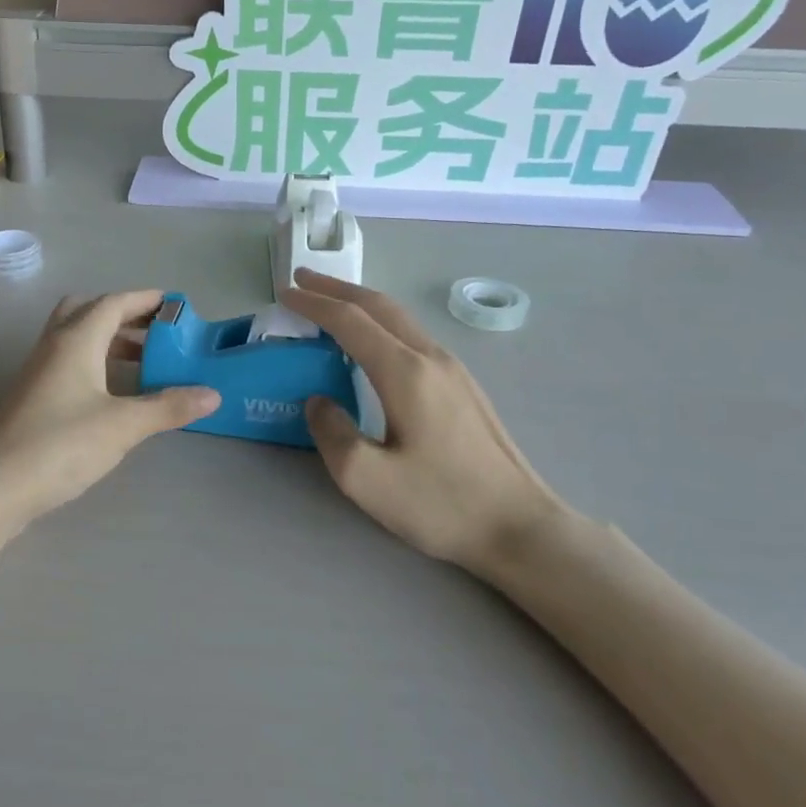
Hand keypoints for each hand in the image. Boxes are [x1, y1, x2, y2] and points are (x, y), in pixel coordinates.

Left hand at [0, 291, 219, 522]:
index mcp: (76, 339)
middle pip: (88, 312)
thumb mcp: (123, 426)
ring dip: (109, 343)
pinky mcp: (31, 399)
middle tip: (156, 334)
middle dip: (123, 316)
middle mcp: (53, 347)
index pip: (114, 303)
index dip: (146, 300)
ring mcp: (37, 373)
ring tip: (144, 365)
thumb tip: (212, 394)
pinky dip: (95, 366)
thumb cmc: (59, 445)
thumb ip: (168, 407)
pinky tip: (112, 396)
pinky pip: (68, 365)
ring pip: (76, 339)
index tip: (175, 306)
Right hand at [285, 270, 588, 576]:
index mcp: (405, 373)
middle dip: (337, 288)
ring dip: (361, 304)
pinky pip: (413, 337)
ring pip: (400, 319)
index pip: (350, 321)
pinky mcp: (464, 387)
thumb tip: (319, 401)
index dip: (314, 303)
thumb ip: (332, 433)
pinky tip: (372, 343)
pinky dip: (381, 323)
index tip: (284, 292)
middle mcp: (431, 358)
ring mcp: (453, 370)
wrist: (520, 527)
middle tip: (303, 279)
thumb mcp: (367, 480)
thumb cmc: (441, 504)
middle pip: (379, 306)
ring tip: (331, 303)